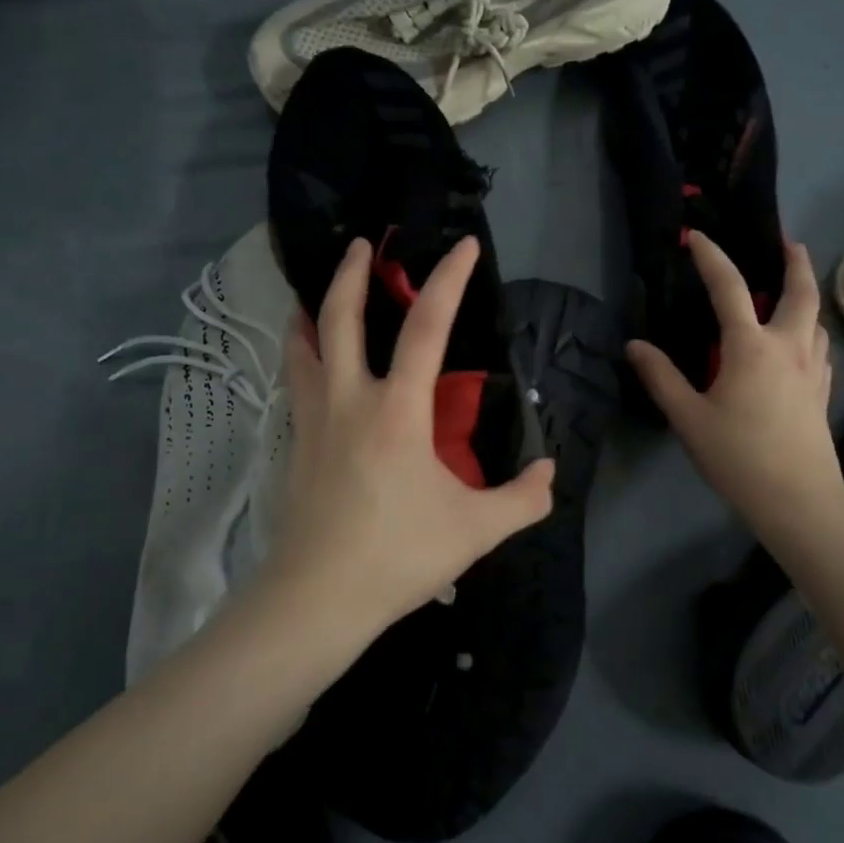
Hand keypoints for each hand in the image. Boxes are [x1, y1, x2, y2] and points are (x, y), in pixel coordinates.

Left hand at [267, 235, 555, 640]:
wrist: (317, 598)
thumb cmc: (398, 556)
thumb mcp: (476, 531)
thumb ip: (522, 499)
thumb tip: (549, 473)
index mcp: (397, 410)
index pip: (426, 328)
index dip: (449, 280)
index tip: (464, 245)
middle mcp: (349, 400)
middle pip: (340, 317)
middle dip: (351, 272)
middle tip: (363, 243)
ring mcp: (313, 419)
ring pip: (304, 346)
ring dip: (314, 309)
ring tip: (320, 292)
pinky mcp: (294, 443)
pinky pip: (296, 382)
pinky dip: (302, 355)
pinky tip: (311, 362)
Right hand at [628, 232, 843, 543]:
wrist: (797, 500)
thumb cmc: (738, 457)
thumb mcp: (688, 418)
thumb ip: (661, 377)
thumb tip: (635, 346)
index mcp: (751, 346)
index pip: (729, 287)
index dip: (711, 256)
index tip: (697, 237)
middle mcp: (788, 346)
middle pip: (801, 291)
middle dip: (796, 262)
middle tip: (789, 243)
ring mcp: (812, 368)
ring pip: (816, 318)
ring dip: (806, 296)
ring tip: (792, 292)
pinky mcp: (822, 390)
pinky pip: (819, 346)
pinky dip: (810, 329)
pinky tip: (800, 344)